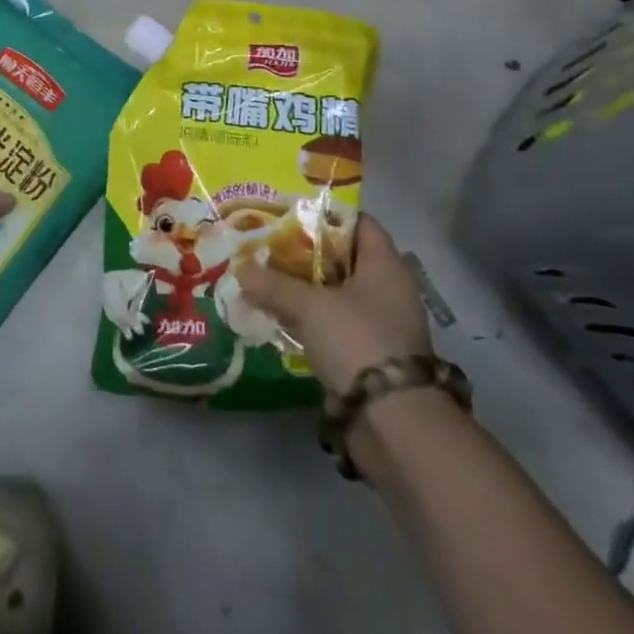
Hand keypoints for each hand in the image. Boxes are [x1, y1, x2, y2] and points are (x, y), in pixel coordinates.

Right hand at [232, 216, 432, 398]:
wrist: (393, 423)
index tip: (289, 211)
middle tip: (266, 244)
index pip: (359, 223)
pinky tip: (278, 317)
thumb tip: (240, 268)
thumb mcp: (309, 305)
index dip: (326, 214)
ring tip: (263, 278)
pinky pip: (333, 326)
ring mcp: (380, 326)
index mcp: (385, 266)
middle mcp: (387, 291)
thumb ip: (273, 284)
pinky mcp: (369, 357)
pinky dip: (309, 320)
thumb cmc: (358, 341)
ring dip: (303, 289)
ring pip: (334, 294)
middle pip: (342, 259)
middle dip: (304, 252)